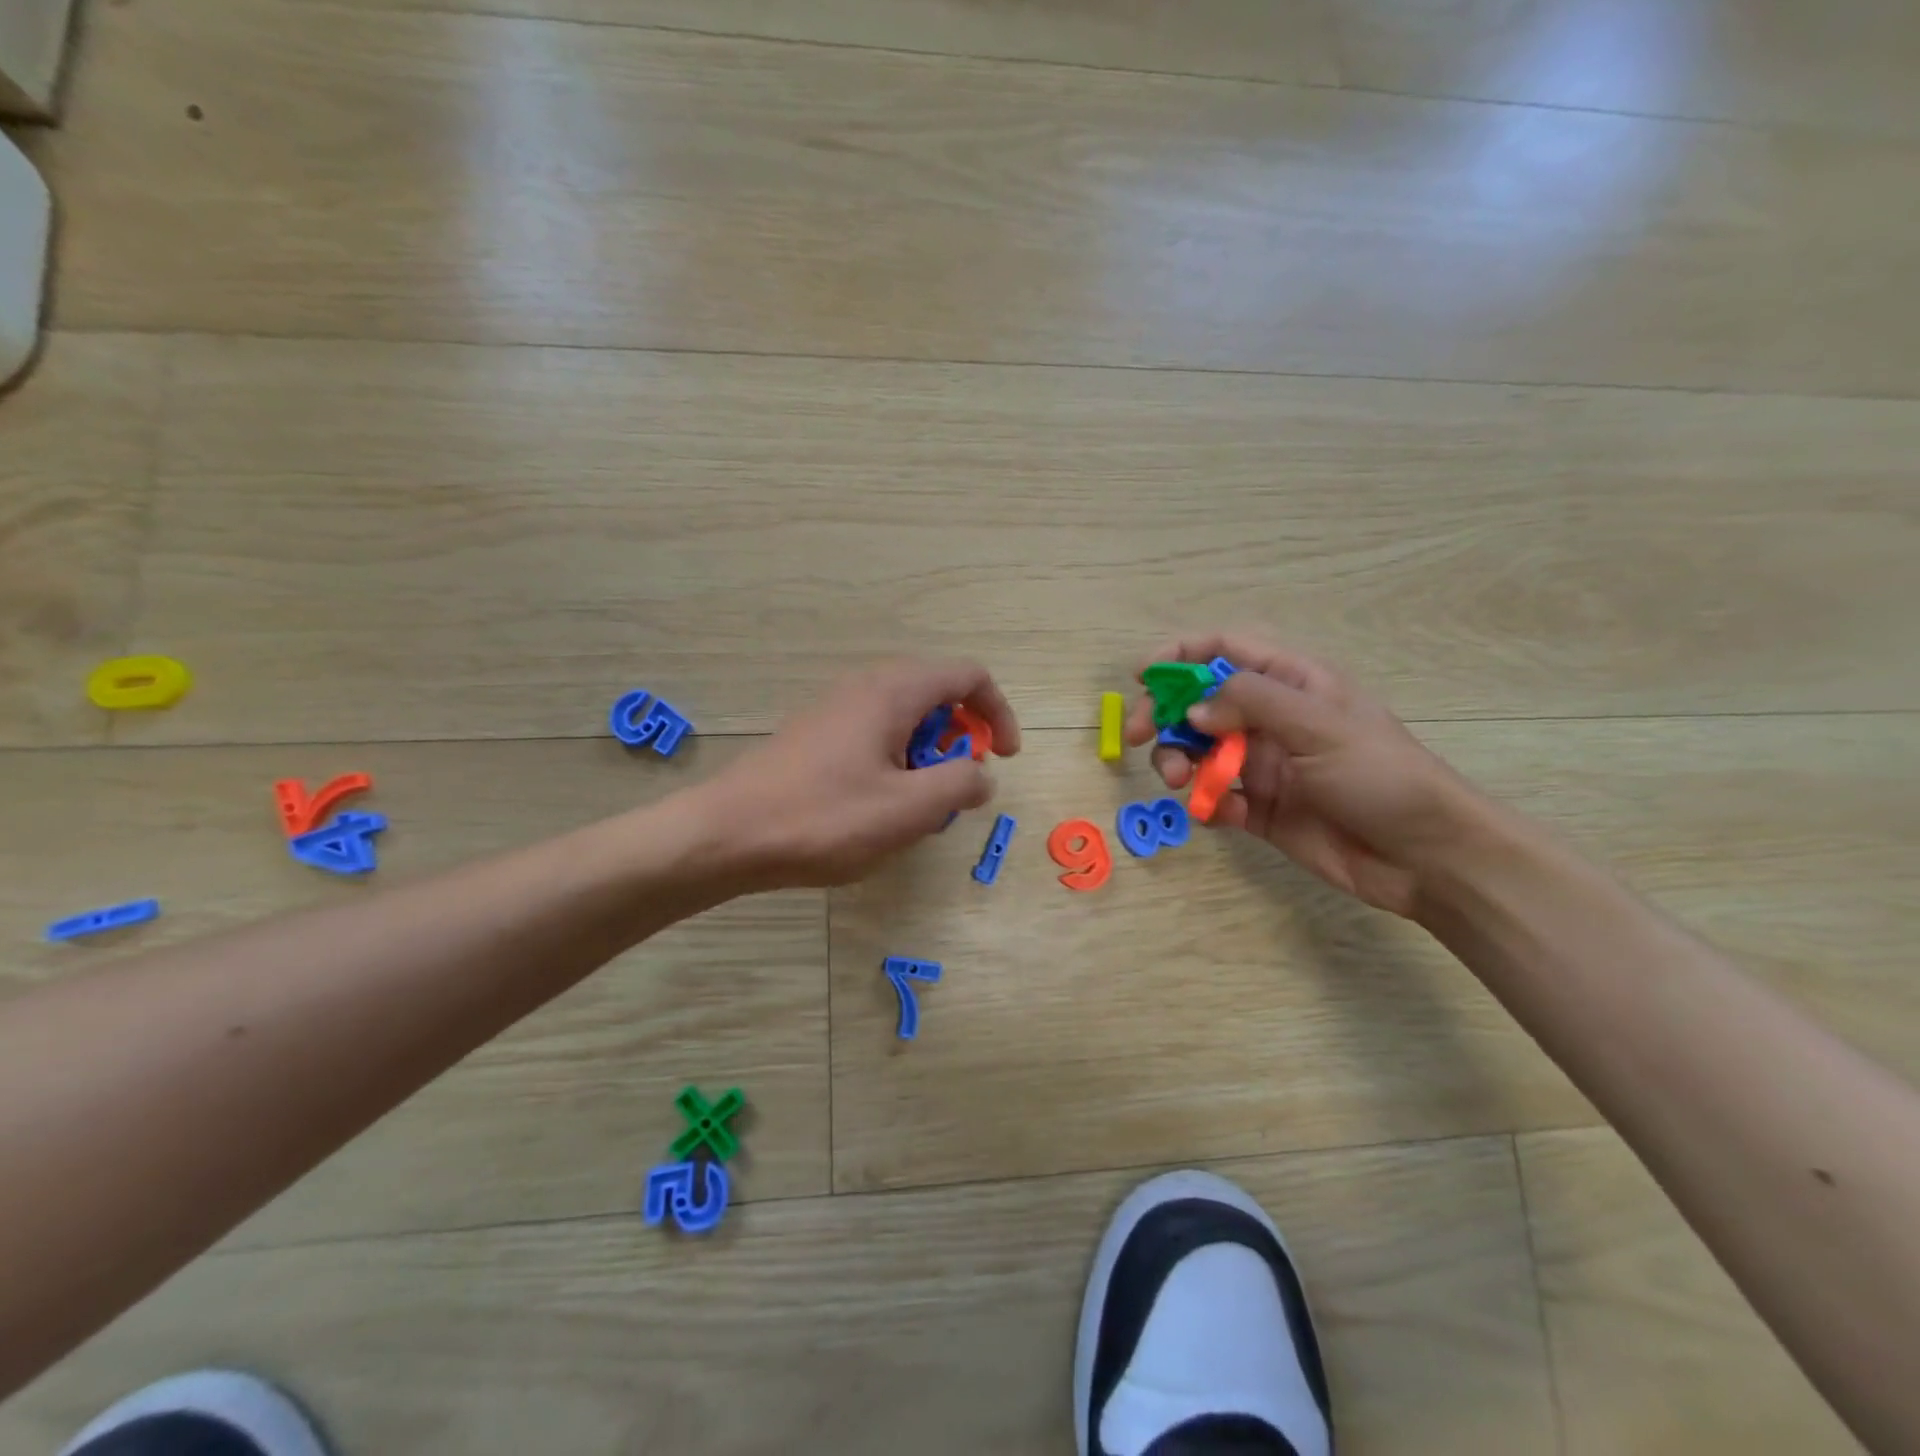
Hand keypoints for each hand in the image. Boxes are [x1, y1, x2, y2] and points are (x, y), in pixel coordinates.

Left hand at [699, 659, 1020, 888]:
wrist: (727, 834)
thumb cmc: (824, 818)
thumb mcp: (908, 809)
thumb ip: (961, 785)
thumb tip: (981, 775)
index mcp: (894, 691)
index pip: (969, 675)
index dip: (999, 712)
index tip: (1004, 758)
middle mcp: (866, 686)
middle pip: (938, 694)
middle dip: (960, 740)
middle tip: (954, 790)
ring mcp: (836, 708)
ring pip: (906, 719)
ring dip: (927, 758)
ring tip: (914, 810)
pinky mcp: (817, 735)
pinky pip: (875, 735)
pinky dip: (896, 764)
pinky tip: (876, 809)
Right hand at [1126, 633, 1475, 915]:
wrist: (1426, 857)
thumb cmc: (1382, 776)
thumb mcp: (1320, 725)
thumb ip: (1251, 703)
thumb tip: (1193, 709)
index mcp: (1292, 683)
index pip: (1225, 650)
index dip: (1180, 655)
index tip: (1143, 676)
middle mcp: (1270, 719)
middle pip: (1198, 702)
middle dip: (1164, 714)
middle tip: (1135, 735)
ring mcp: (1262, 764)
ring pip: (1197, 751)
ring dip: (1177, 760)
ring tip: (1181, 781)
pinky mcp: (1258, 809)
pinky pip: (1214, 797)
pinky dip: (1205, 802)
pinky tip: (1218, 813)